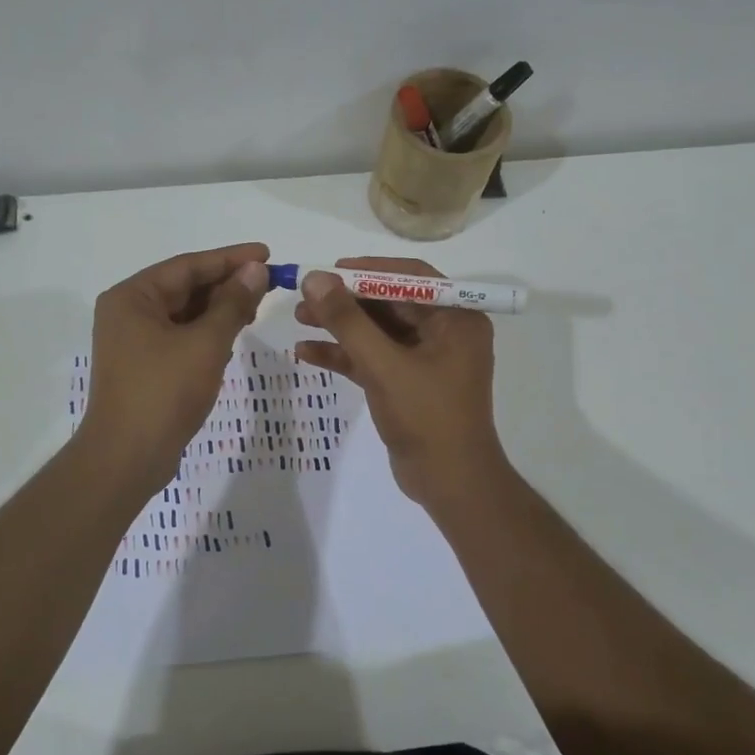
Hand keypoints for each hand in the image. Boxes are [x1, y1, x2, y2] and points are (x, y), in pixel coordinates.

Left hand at [76, 243, 270, 489]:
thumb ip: (233, 303)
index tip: (266, 254)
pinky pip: (179, 336)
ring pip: (184, 313)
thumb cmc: (164, 392)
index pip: (188, 265)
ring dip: (219, 309)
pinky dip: (206, 332)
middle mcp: (127, 312)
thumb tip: (255, 270)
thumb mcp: (206, 343)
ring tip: (256, 307)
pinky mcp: (143, 365)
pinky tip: (232, 335)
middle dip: (226, 284)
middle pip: (184, 286)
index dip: (230, 258)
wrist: (127, 458)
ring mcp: (133, 341)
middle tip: (268, 283)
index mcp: (132, 297)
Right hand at [294, 257, 505, 505]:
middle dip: (346, 300)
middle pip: (388, 303)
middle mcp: (444, 332)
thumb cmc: (427, 417)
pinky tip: (306, 353)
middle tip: (304, 296)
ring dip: (340, 326)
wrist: (450, 484)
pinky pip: (373, 358)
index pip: (410, 278)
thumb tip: (315, 279)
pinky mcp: (407, 383)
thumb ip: (348, 321)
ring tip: (298, 319)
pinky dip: (344, 355)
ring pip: (377, 331)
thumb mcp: (384, 365)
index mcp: (456, 318)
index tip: (329, 270)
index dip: (368, 270)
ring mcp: (425, 359)